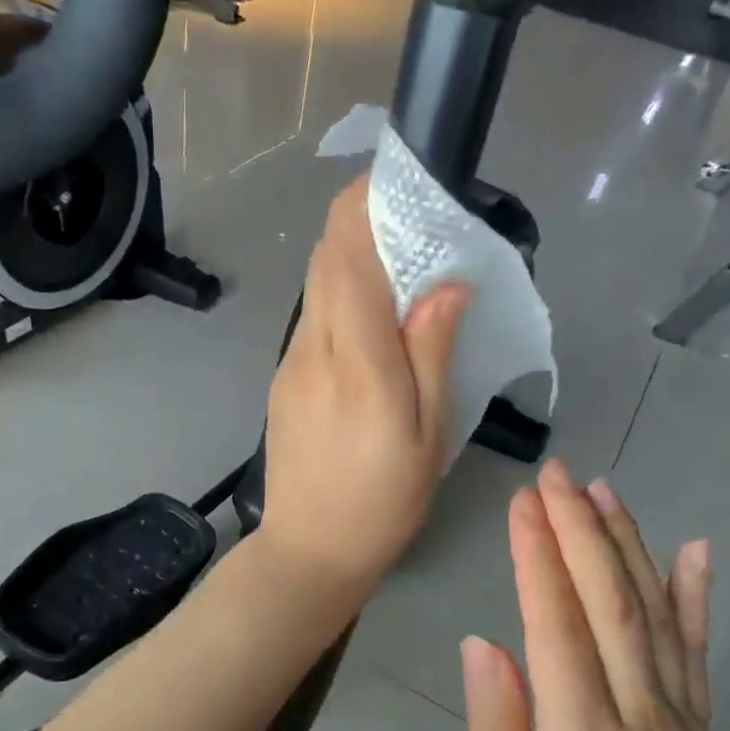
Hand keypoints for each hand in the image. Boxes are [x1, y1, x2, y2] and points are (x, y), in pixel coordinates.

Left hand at [259, 177, 468, 595]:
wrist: (310, 550)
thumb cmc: (383, 501)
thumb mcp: (428, 435)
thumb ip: (432, 353)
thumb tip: (447, 283)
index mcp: (357, 362)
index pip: (348, 258)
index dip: (364, 207)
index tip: (395, 181)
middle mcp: (313, 350)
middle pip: (326, 260)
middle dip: (359, 223)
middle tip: (410, 221)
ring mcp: (290, 364)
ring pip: (316, 287)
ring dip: (350, 260)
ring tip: (398, 267)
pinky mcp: (282, 380)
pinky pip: (312, 319)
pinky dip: (340, 297)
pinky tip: (371, 321)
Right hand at [462, 459, 729, 730]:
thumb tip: (484, 644)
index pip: (559, 627)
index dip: (539, 559)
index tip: (520, 504)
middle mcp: (641, 715)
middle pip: (611, 603)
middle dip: (579, 530)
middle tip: (552, 475)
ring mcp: (678, 715)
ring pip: (654, 612)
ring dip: (627, 543)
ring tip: (599, 489)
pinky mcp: (696, 722)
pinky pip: (696, 648)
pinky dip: (696, 594)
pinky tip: (693, 549)